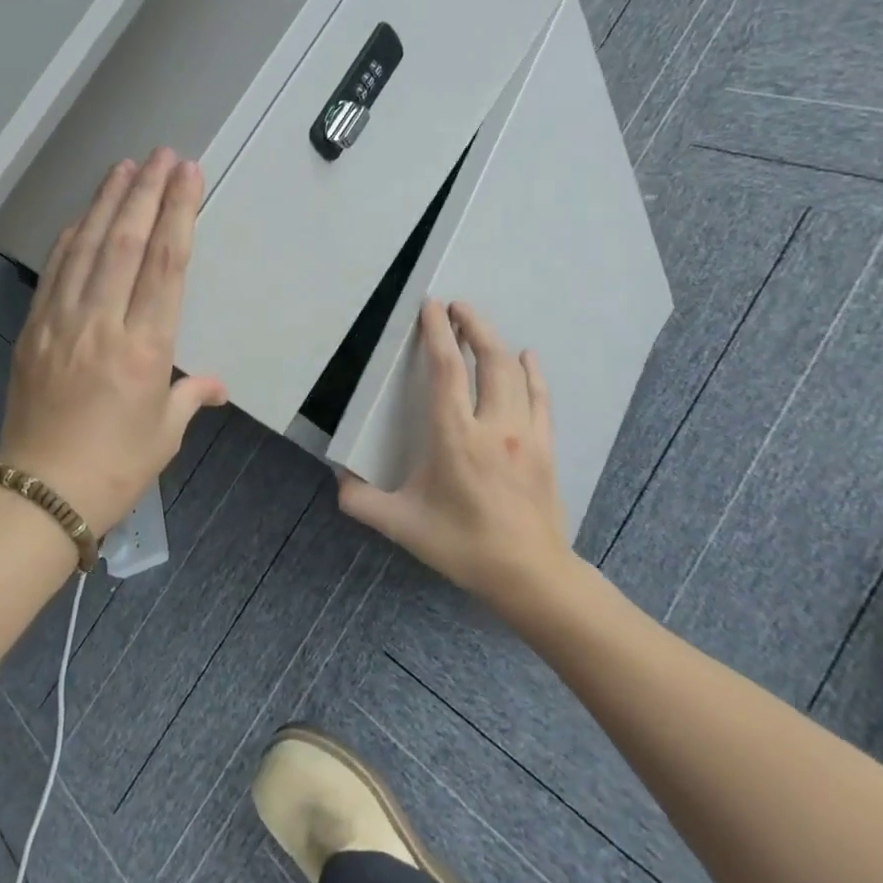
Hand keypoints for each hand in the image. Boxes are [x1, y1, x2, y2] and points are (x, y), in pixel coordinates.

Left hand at [0, 149, 227, 535]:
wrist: (40, 494)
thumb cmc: (115, 468)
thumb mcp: (164, 434)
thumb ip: (189, 396)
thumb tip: (213, 383)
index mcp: (144, 349)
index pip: (166, 265)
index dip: (178, 213)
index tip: (187, 175)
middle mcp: (102, 324)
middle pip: (127, 242)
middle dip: (146, 192)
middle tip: (161, 154)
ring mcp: (61, 323)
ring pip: (87, 247)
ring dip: (107, 203)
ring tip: (125, 168)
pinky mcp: (33, 330)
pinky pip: (54, 272)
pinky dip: (71, 237)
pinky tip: (84, 216)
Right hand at [338, 300, 571, 603]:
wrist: (530, 575)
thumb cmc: (462, 545)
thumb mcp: (402, 526)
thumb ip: (362, 501)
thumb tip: (337, 479)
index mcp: (455, 437)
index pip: (447, 370)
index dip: (438, 333)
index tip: (431, 306)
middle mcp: (493, 426)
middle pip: (488, 359)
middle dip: (473, 325)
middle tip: (456, 306)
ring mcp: (525, 435)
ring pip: (516, 373)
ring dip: (497, 342)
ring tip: (480, 326)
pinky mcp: (546, 448)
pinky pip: (540, 398)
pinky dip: (532, 372)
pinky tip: (527, 357)